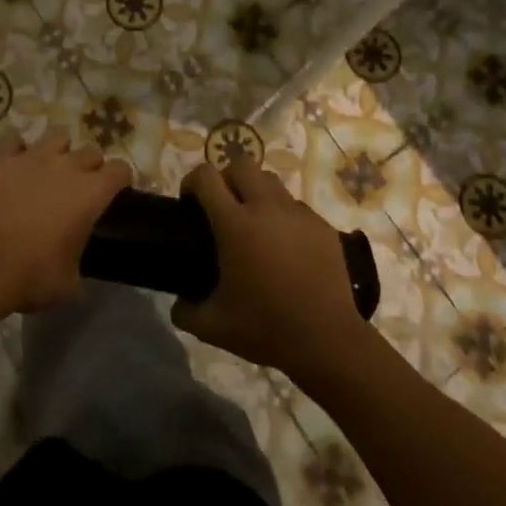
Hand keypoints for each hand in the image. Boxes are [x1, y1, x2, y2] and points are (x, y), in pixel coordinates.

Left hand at [0, 129, 130, 314]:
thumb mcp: (70, 283)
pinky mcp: (2, 159)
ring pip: (57, 136)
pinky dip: (16, 149)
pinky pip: (14, 140)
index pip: (121, 169)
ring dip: (58, 151)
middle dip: (90, 166)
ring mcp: (33, 157)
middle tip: (78, 186)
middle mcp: (68, 166)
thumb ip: (79, 262)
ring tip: (48, 169)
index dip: (120, 179)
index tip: (115, 190)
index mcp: (92, 192)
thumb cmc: (33, 277)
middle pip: (91, 151)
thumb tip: (74, 268)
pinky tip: (14, 163)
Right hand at [171, 158, 373, 380]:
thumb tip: (179, 303)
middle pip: (241, 165)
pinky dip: (283, 216)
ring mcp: (298, 214)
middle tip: (222, 207)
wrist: (326, 340)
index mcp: (235, 225)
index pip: (206, 177)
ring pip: (271, 181)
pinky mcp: (322, 225)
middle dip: (226, 178)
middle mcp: (266, 208)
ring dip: (256, 192)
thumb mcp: (213, 327)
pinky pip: (296, 206)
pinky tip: (284, 247)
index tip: (189, 202)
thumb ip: (186, 311)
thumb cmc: (265, 329)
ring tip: (255, 223)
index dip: (192, 182)